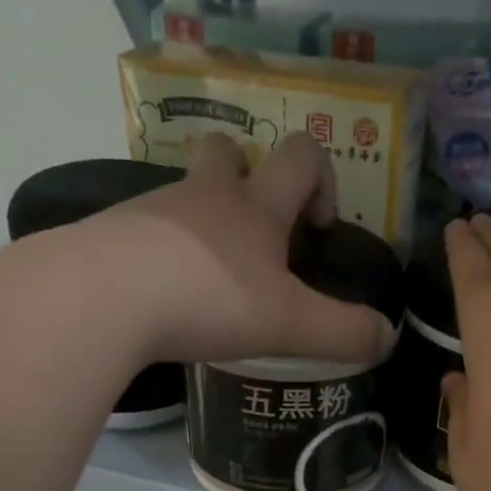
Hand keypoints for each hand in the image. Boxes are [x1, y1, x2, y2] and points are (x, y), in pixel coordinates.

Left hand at [97, 133, 392, 366]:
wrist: (102, 297)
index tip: (317, 225)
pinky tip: (160, 301)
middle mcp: (204, 196)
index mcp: (255, 206)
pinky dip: (158, 256)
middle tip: (253, 234)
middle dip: (247, 177)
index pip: (301, 155)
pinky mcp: (110, 236)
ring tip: (206, 284)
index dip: (320, 178)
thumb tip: (388, 338)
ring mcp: (151, 211)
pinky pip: (142, 233)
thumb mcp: (289, 324)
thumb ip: (343, 333)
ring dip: (200, 223)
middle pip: (227, 151)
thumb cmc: (209, 298)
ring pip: (182, 194)